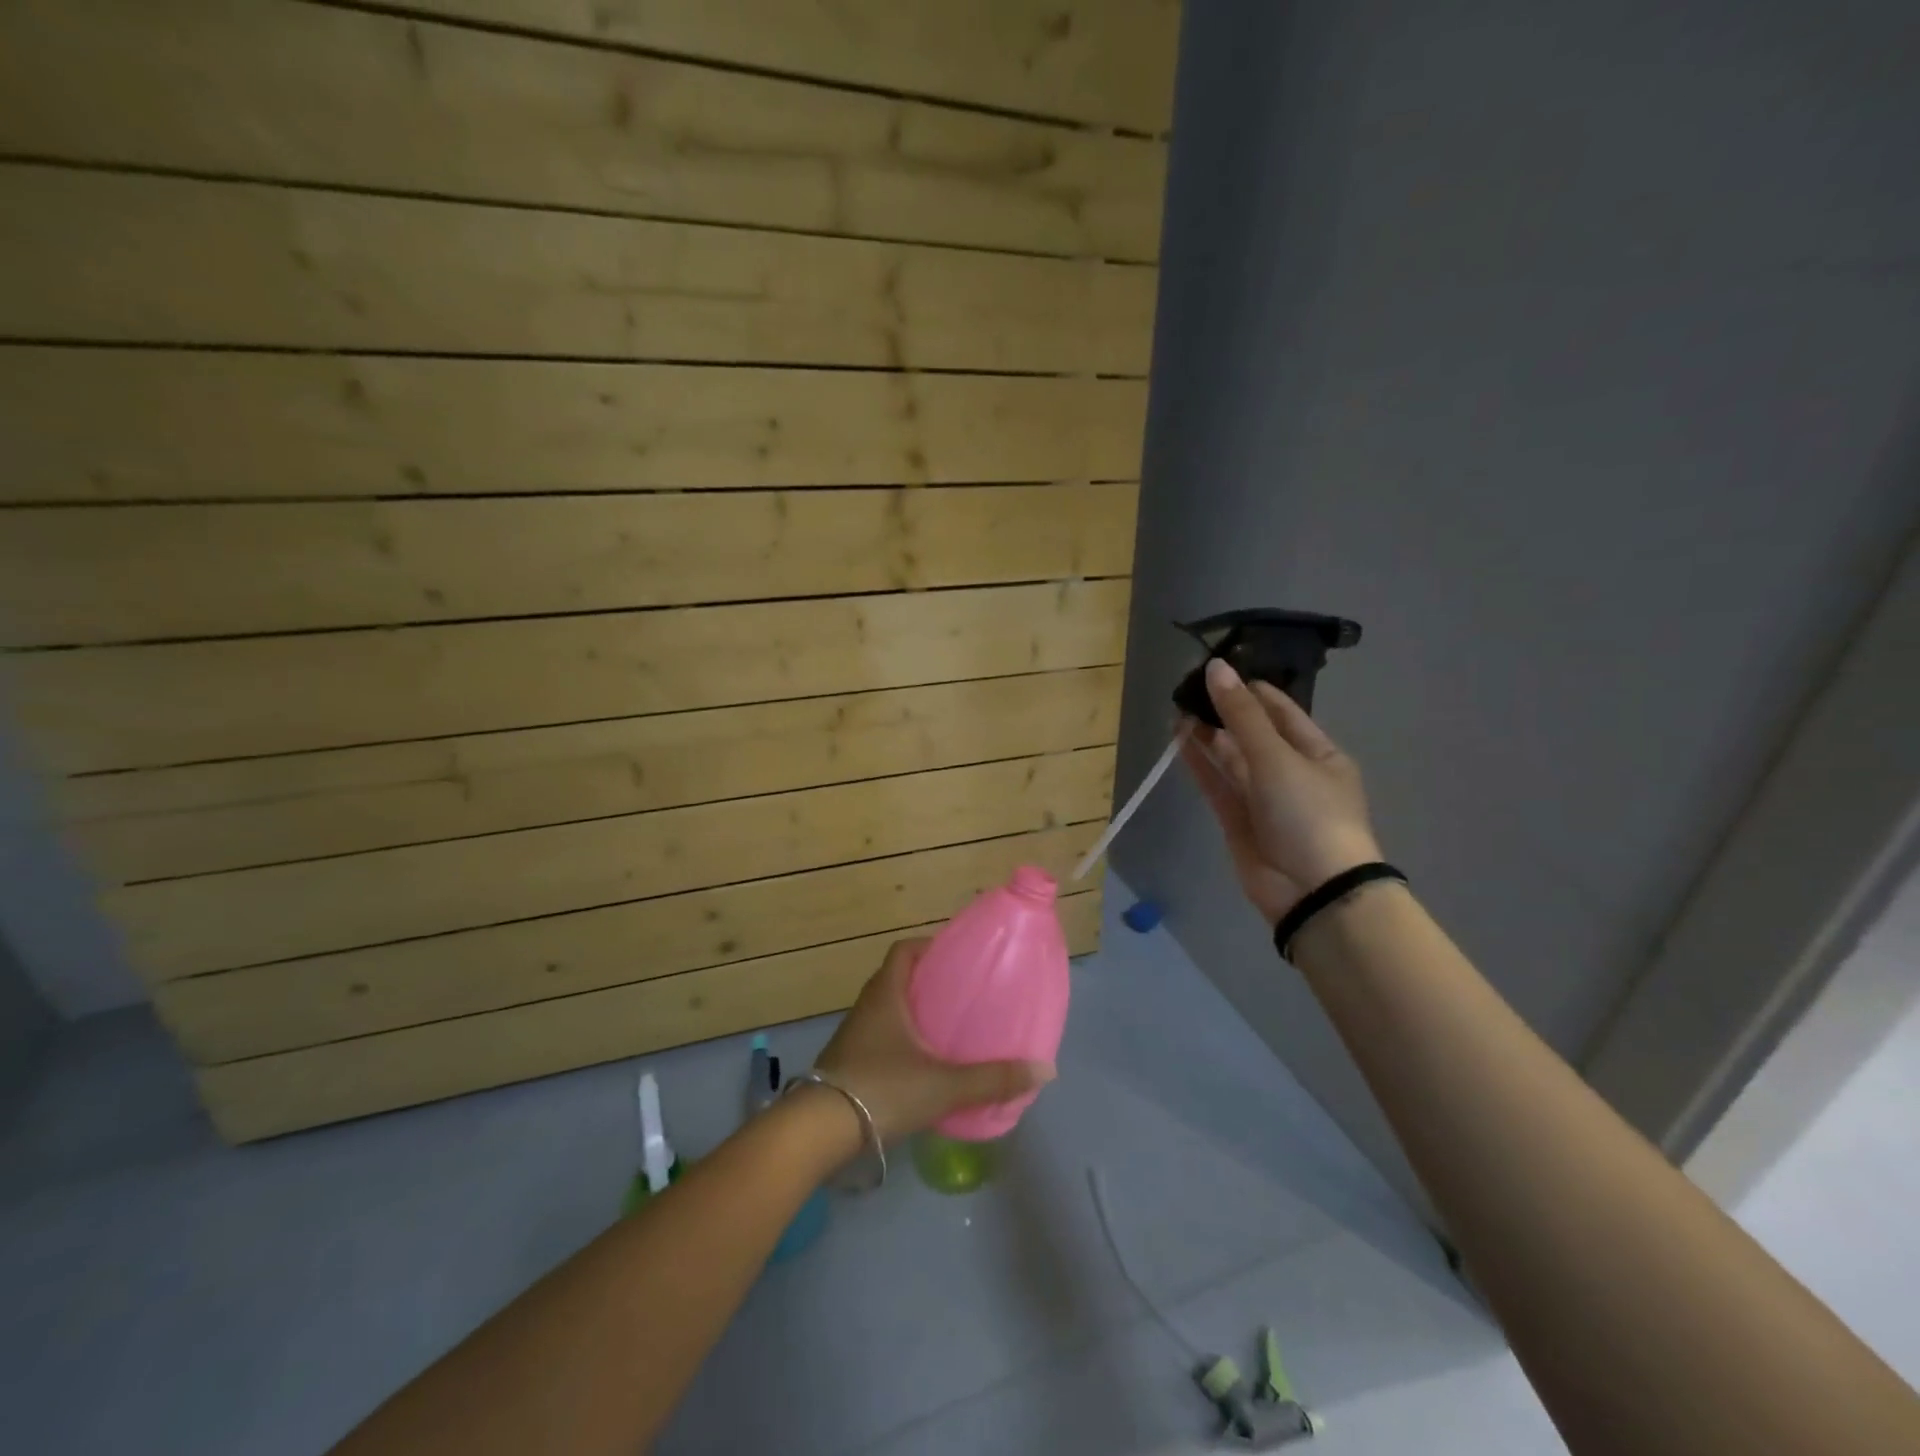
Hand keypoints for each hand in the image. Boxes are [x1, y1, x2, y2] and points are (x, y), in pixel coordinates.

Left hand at [813, 939, 1055, 1142]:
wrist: (819, 1131)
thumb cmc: (882, 1089)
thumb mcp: (943, 1085)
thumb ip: (991, 1079)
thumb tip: (1044, 1069)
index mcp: (886, 994)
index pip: (904, 951)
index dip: (929, 946)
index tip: (957, 957)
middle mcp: (867, 1006)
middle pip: (898, 979)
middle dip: (928, 983)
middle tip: (963, 994)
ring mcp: (855, 1035)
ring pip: (889, 1011)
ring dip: (914, 1013)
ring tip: (949, 1028)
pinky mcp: (849, 1062)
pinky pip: (881, 1038)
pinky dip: (902, 1041)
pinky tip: (924, 1064)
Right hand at [1180, 657, 1381, 925]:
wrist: (1312, 891)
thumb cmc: (1309, 814)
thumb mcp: (1278, 757)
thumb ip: (1241, 715)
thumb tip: (1216, 668)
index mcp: (1318, 753)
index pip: (1281, 711)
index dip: (1250, 689)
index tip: (1217, 668)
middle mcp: (1291, 772)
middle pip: (1253, 733)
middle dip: (1224, 710)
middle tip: (1188, 687)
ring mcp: (1264, 798)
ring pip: (1231, 758)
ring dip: (1208, 734)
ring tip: (1178, 707)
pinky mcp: (1238, 820)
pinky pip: (1217, 784)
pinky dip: (1199, 763)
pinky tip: (1179, 739)